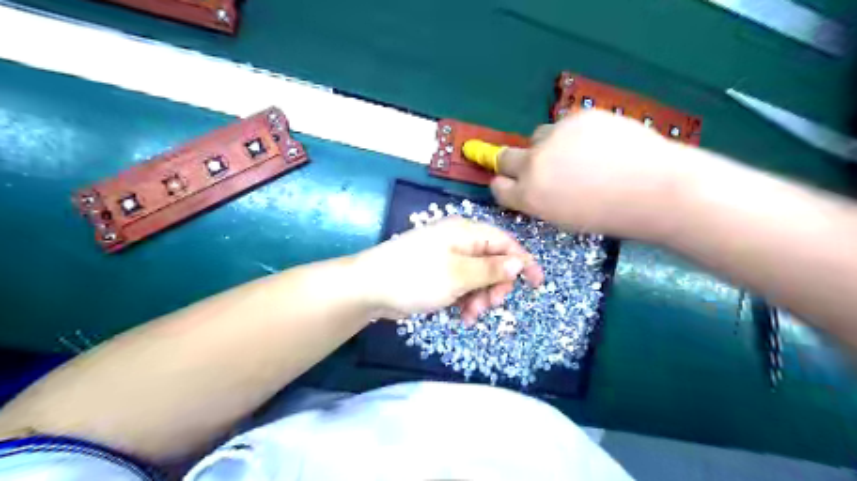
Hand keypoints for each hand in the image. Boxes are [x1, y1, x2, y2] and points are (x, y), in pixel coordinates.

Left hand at [354, 215, 540, 322]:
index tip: (537, 284)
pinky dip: (466, 299)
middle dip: (496, 285)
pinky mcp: (437, 273)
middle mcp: (458, 241)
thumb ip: (490, 269)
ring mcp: (446, 257)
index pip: (504, 242)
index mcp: (465, 232)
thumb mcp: (458, 275)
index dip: (523, 261)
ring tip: (471, 315)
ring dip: (481, 297)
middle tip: (491, 305)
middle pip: (492, 261)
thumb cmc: (415, 276)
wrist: (369, 287)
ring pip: (478, 277)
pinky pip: (462, 285)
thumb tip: (518, 263)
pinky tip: (461, 315)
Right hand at [492, 111, 687, 241]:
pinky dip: (574, 134)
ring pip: (538, 137)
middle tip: (531, 165)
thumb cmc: (612, 215)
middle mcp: (533, 163)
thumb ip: (541, 201)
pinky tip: (599, 145)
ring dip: (546, 146)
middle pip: (505, 157)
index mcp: (529, 195)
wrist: (656, 188)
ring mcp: (555, 137)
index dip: (503, 185)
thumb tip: (535, 186)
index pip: (499, 187)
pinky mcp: (579, 117)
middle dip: (511, 163)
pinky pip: (565, 125)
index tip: (510, 184)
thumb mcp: (565, 218)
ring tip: (576, 155)